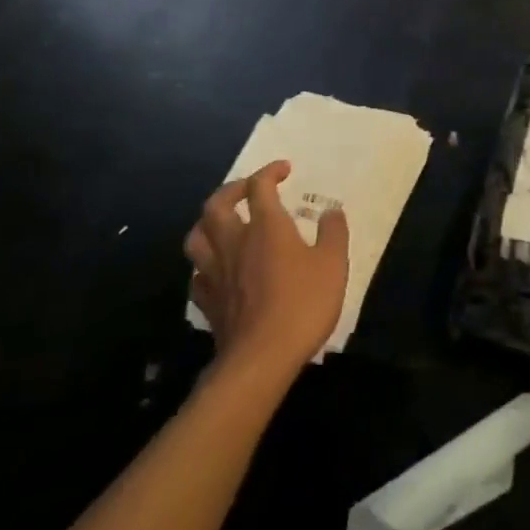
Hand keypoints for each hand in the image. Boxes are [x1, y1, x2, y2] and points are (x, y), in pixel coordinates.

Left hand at [185, 161, 349, 379]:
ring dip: (208, 223)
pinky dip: (205, 265)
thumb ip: (333, 233)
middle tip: (248, 190)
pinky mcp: (208, 302)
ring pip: (197, 237)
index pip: (260, 186)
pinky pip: (197, 275)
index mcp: (266, 226)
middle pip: (217, 204)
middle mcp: (234, 241)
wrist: (262, 359)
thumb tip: (331, 212)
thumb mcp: (333, 264)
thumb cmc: (302, 304)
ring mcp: (216, 272)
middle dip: (231, 190)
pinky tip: (217, 270)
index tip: (284, 170)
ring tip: (223, 224)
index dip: (270, 172)